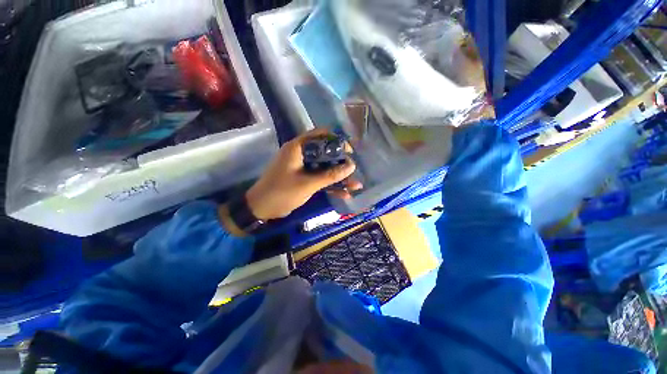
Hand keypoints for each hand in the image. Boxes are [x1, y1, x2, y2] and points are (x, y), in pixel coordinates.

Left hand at [245, 129, 362, 220]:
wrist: (262, 209)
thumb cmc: (282, 192)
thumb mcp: (308, 183)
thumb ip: (330, 175)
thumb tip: (352, 166)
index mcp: (298, 147)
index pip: (321, 135)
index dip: (337, 141)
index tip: (349, 152)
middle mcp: (301, 154)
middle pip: (326, 153)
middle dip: (341, 163)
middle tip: (353, 171)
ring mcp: (303, 167)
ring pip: (325, 168)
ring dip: (339, 177)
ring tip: (355, 185)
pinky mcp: (304, 178)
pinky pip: (320, 178)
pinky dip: (331, 185)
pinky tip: (344, 194)